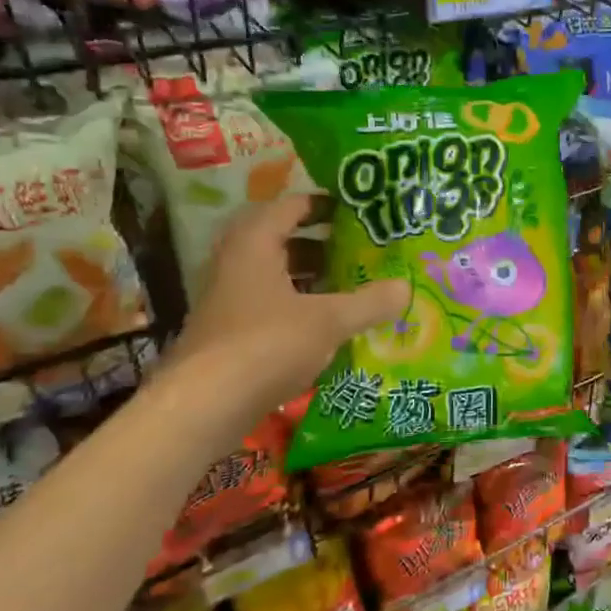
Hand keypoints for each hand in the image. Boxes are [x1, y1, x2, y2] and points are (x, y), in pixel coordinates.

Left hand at [166, 194, 409, 423]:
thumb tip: (406, 287)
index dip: (325, 205)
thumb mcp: (328, 321)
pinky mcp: (229, 331)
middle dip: (323, 245)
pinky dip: (298, 307)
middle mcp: (236, 262)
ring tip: (352, 286)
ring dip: (311, 278)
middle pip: (283, 241)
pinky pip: (270, 305)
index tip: (358, 212)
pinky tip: (327, 325)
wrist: (204, 405)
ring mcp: (228, 298)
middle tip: (361, 251)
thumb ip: (369, 302)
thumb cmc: (266, 344)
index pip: (291, 206)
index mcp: (255, 243)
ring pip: (276, 275)